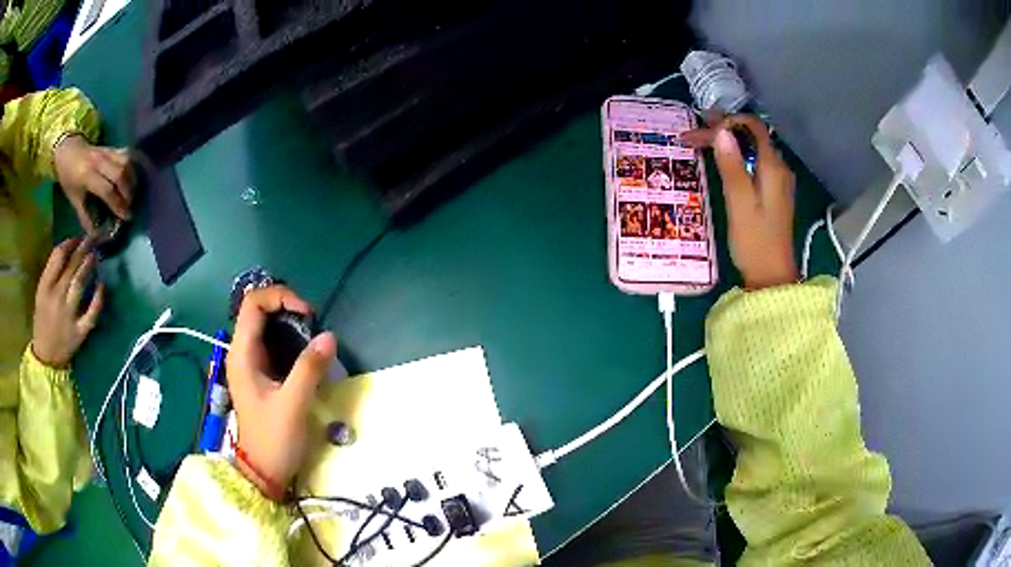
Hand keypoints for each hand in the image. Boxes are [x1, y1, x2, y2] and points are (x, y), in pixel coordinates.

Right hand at [32, 239, 103, 367]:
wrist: (46, 357)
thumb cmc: (43, 320)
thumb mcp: (41, 293)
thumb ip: (52, 274)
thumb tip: (68, 250)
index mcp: (45, 287)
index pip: (57, 256)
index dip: (69, 243)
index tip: (76, 239)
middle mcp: (56, 298)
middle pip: (71, 267)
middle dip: (82, 249)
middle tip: (92, 239)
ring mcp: (69, 315)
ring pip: (80, 284)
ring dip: (89, 266)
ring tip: (95, 255)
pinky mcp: (80, 332)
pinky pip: (92, 313)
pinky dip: (98, 298)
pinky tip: (102, 284)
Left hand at [53, 135, 134, 230]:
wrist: (68, 150)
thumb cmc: (69, 177)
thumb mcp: (73, 199)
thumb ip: (85, 216)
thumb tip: (96, 234)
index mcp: (87, 175)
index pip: (107, 190)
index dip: (118, 204)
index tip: (126, 217)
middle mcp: (99, 161)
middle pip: (120, 174)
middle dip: (128, 192)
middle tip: (130, 206)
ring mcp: (106, 151)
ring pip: (125, 162)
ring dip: (132, 179)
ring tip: (132, 193)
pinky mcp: (111, 147)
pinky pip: (126, 155)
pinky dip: (132, 166)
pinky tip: (132, 178)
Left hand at [226, 286, 336, 499]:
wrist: (263, 472)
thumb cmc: (274, 439)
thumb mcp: (293, 404)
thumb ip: (310, 368)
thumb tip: (330, 336)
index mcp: (242, 354)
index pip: (253, 304)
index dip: (280, 297)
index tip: (308, 314)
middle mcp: (242, 353)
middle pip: (259, 311)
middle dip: (287, 309)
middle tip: (314, 325)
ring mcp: (250, 364)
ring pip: (267, 327)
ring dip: (290, 325)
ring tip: (314, 339)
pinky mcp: (260, 375)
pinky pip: (273, 345)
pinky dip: (291, 341)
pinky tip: (307, 355)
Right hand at [682, 115, 797, 289]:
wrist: (771, 276)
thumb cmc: (754, 241)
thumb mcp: (739, 203)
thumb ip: (732, 166)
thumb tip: (722, 132)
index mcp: (773, 167)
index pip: (752, 127)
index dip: (727, 122)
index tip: (702, 129)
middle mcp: (779, 168)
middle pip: (751, 136)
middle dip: (723, 131)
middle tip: (693, 134)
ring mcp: (777, 180)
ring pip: (751, 149)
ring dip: (728, 143)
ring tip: (700, 142)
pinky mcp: (773, 192)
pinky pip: (753, 163)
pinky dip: (735, 157)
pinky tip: (720, 161)